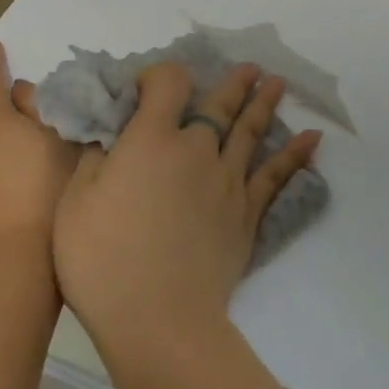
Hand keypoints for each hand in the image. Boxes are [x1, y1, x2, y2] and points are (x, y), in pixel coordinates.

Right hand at [53, 62, 319, 363]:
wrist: (159, 319)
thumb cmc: (104, 260)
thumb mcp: (76, 202)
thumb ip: (96, 158)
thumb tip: (112, 136)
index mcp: (153, 139)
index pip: (168, 83)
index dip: (160, 76)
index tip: (147, 88)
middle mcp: (197, 149)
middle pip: (218, 105)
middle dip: (233, 83)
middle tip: (251, 69)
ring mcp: (228, 180)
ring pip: (250, 132)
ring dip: (264, 104)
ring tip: (277, 83)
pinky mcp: (247, 213)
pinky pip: (276, 176)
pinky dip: (296, 155)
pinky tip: (312, 139)